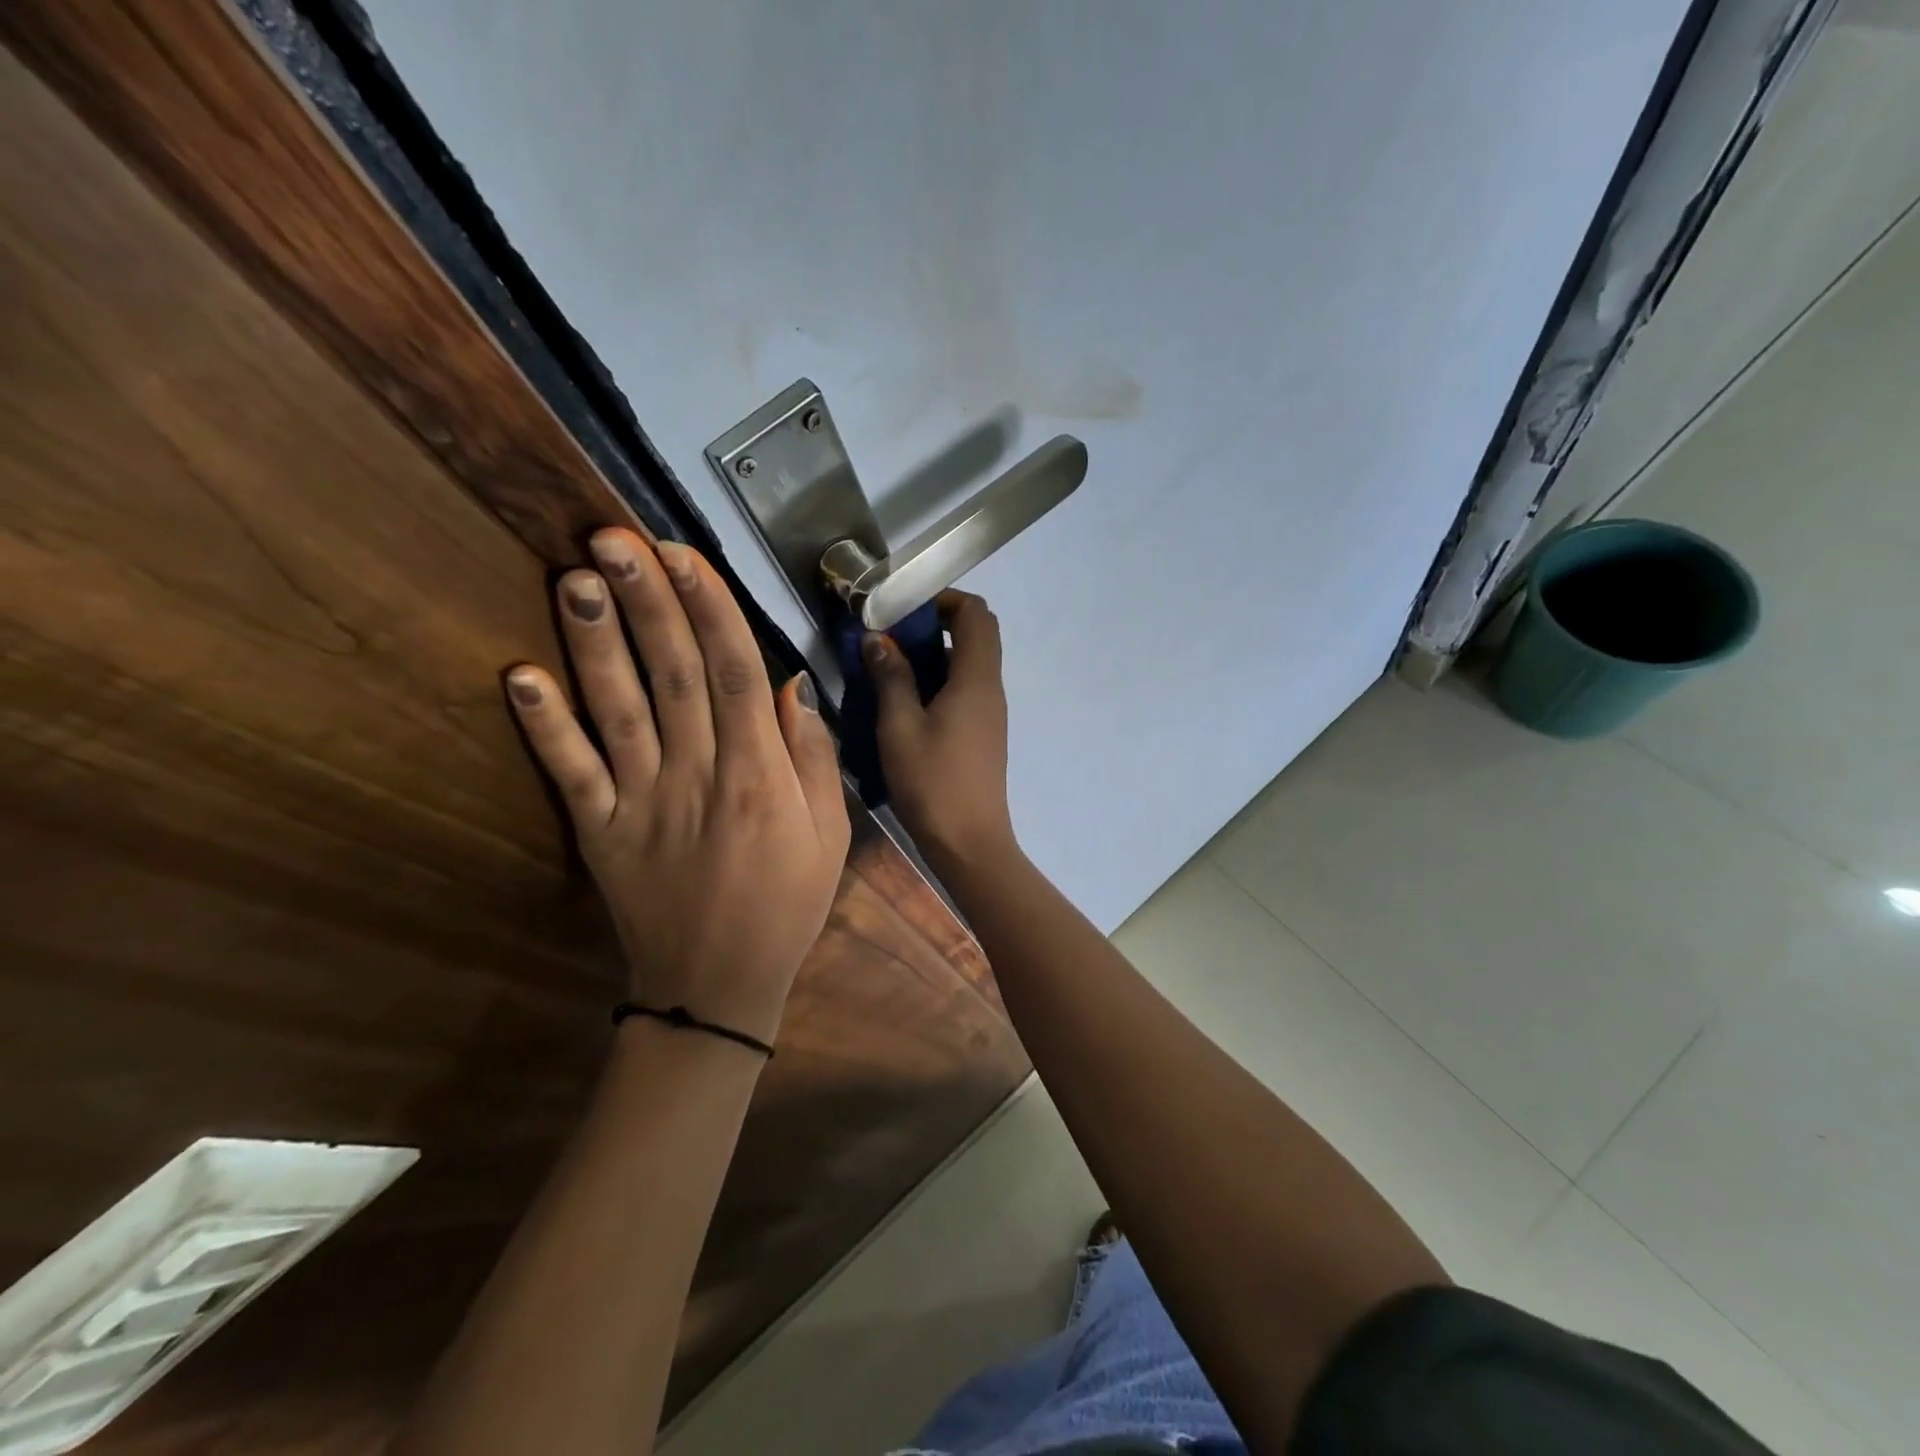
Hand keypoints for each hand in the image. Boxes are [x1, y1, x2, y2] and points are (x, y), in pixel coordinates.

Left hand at [505, 529, 849, 1046]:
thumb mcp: (830, 835)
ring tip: (575, 578)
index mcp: (759, 775)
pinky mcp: (600, 831)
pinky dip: (545, 725)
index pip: (736, 673)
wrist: (717, 988)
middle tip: (614, 537)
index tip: (683, 555)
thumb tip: (791, 687)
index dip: (709, 608)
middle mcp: (698, 774)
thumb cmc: (786, 906)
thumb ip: (812, 758)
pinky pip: (571, 772)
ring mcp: (641, 802)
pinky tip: (520, 675)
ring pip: (618, 708)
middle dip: (647, 600)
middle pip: (674, 674)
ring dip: (594, 642)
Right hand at [865, 590, 1015, 865]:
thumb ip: (890, 677)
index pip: (977, 614)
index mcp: (976, 679)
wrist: (969, 844)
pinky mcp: (983, 734)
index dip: (945, 599)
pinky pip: (964, 691)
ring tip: (889, 669)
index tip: (905, 608)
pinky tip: (905, 704)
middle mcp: (991, 689)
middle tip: (891, 637)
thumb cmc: (932, 782)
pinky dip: (938, 682)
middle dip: (934, 625)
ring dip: (932, 657)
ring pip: (967, 665)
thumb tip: (879, 638)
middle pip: (975, 636)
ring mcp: (990, 713)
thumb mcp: (899, 727)